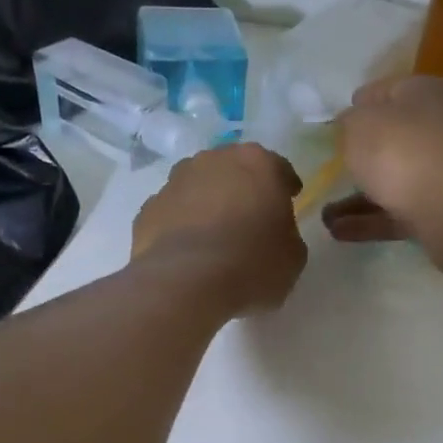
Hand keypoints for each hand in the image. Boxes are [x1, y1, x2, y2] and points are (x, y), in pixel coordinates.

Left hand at [132, 144, 306, 313]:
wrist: (186, 282)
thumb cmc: (252, 263)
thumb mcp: (293, 256)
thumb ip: (287, 234)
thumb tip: (275, 235)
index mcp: (258, 163)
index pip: (279, 168)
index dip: (285, 187)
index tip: (288, 203)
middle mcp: (214, 160)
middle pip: (234, 170)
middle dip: (242, 189)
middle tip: (250, 219)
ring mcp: (175, 181)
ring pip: (198, 187)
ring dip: (207, 203)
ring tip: (214, 236)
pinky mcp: (148, 208)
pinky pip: (172, 213)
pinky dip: (180, 225)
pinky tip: (187, 252)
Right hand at [321, 75, 442, 271]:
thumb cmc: (404, 151)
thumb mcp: (360, 125)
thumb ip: (348, 123)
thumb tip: (349, 125)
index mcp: (424, 93)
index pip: (385, 92)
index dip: (357, 106)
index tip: (332, 128)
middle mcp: (437, 129)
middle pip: (391, 140)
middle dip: (358, 157)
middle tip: (327, 171)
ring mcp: (441, 173)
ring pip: (391, 182)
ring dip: (356, 198)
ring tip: (323, 214)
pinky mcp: (439, 212)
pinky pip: (395, 214)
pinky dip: (367, 222)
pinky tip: (337, 232)